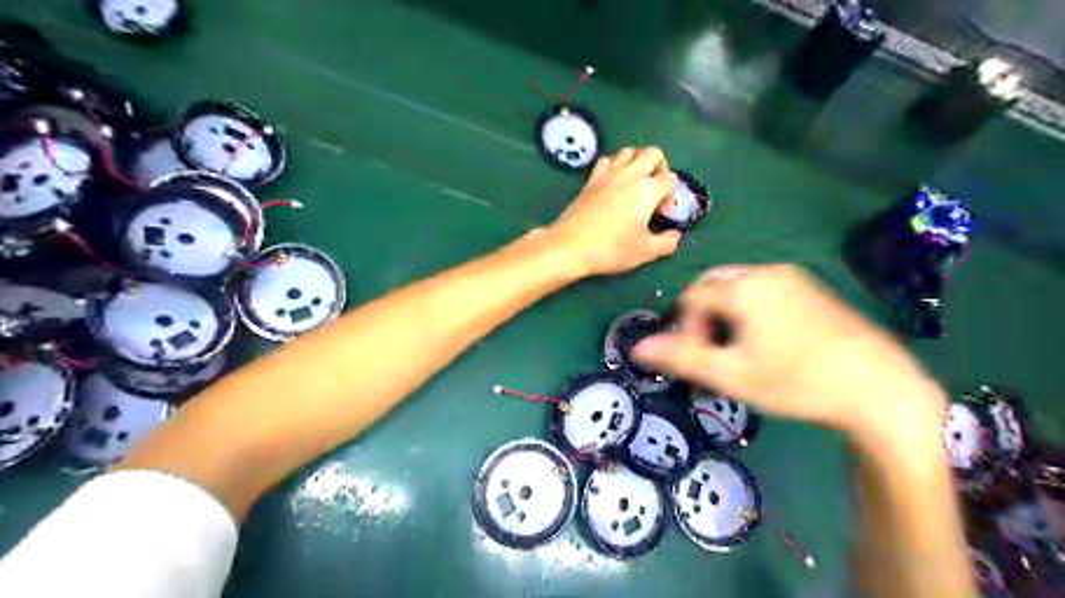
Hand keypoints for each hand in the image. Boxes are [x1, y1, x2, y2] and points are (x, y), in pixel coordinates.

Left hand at [549, 146, 682, 275]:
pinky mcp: (590, 179)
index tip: (662, 215)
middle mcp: (630, 174)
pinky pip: (606, 160)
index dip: (672, 195)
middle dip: (660, 167)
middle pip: (652, 153)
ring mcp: (607, 174)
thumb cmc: (611, 249)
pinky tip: (613, 183)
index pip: (670, 178)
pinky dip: (615, 165)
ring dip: (637, 162)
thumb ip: (667, 242)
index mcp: (647, 189)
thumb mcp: (646, 252)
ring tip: (635, 184)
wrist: (570, 246)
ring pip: (628, 151)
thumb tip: (675, 235)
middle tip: (655, 191)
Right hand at [626, 265, 943, 438]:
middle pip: (712, 286)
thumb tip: (637, 348)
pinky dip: (748, 310)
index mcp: (743, 287)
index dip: (684, 328)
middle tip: (711, 351)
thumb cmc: (797, 381)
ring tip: (736, 349)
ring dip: (724, 314)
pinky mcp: (811, 288)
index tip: (696, 359)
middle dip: (702, 317)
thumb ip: (681, 358)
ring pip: (737, 288)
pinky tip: (764, 341)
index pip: (691, 297)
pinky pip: (763, 290)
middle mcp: (765, 272)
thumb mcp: (732, 375)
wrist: (879, 388)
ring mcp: (792, 277)